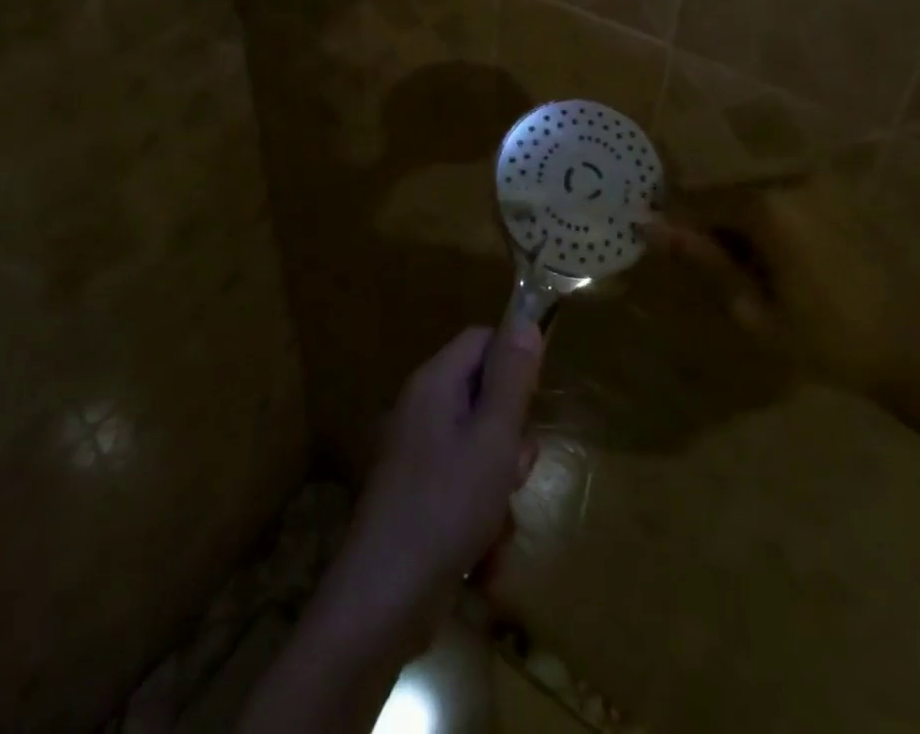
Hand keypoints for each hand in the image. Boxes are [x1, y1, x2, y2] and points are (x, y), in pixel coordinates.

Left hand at [332, 323, 542, 640]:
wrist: (383, 600)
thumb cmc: (446, 507)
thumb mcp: (493, 437)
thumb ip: (511, 378)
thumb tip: (525, 320)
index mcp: (434, 383)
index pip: (481, 340)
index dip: (514, 360)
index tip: (536, 400)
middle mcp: (421, 409)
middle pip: (483, 395)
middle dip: (511, 434)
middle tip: (514, 469)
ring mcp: (416, 455)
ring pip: (480, 447)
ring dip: (500, 481)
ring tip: (497, 518)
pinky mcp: (418, 496)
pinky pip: (464, 485)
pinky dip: (481, 513)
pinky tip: (483, 554)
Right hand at [638, 175, 919, 398]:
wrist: (918, 347)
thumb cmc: (828, 340)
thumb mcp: (754, 310)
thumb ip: (703, 260)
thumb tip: (652, 228)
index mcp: (767, 206)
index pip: (698, 204)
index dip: (676, 226)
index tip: (656, 245)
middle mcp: (789, 181)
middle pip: (726, 197)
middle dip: (710, 227)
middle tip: (710, 272)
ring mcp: (817, 184)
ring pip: (753, 198)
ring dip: (740, 226)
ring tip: (748, 272)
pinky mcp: (837, 194)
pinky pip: (783, 200)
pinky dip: (769, 224)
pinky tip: (781, 262)